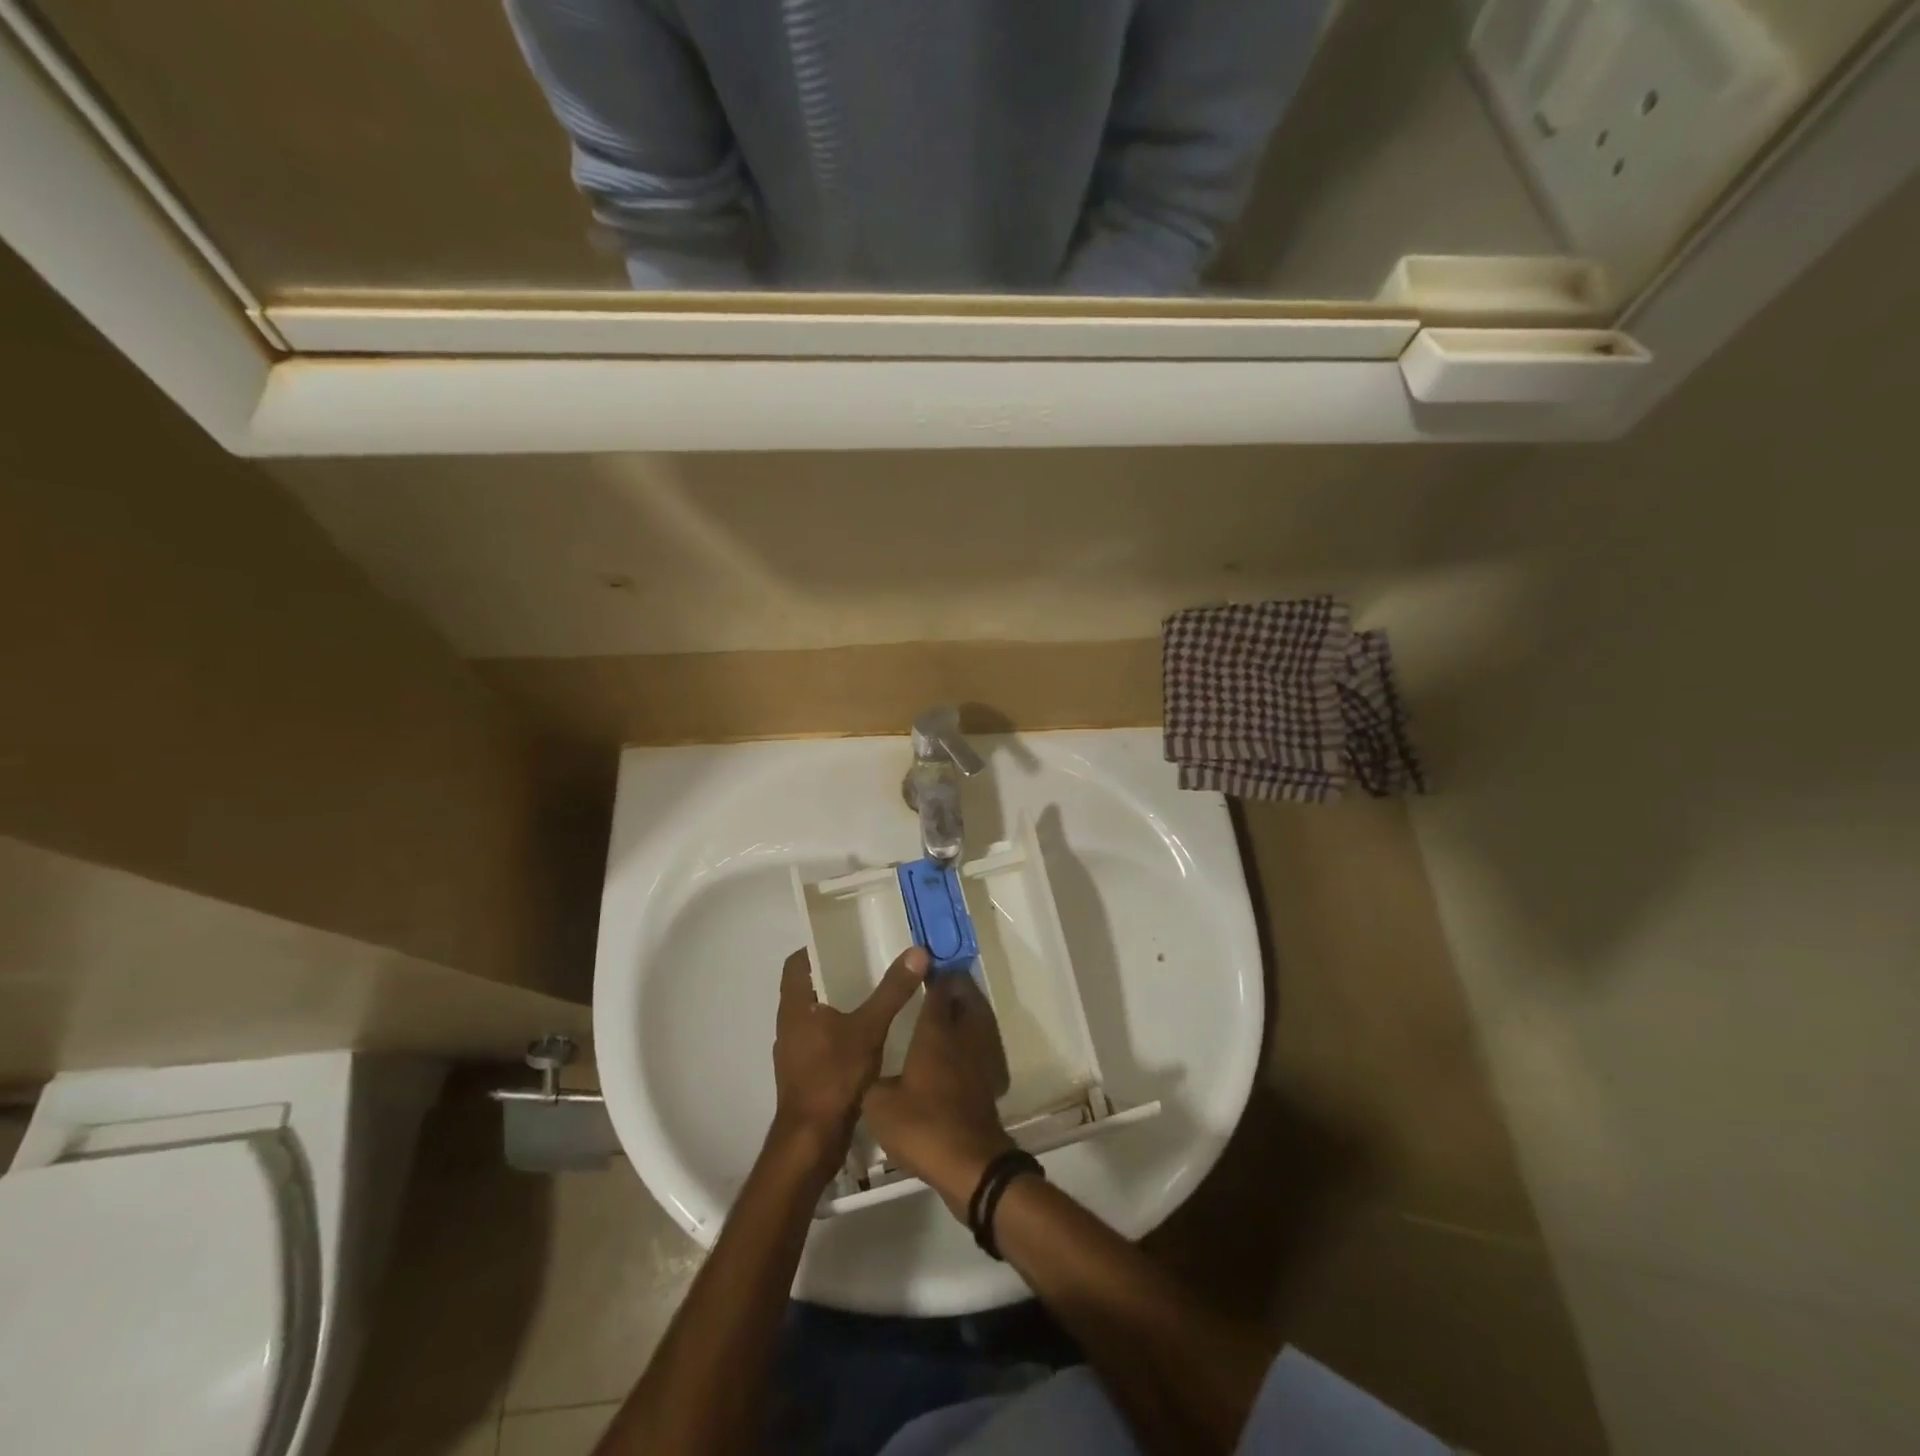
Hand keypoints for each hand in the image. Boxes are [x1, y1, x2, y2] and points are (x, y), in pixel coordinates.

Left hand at [771, 946, 927, 1177]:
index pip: (797, 961)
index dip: (817, 946)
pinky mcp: (805, 1072)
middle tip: (869, 959)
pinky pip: (822, 1037)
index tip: (846, 937)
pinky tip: (868, 1033)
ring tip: (873, 992)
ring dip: (839, 1002)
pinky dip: (841, 1028)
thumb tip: (917, 951)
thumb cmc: (833, 1076)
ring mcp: (795, 1050)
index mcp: (795, 1005)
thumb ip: (892, 990)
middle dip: (835, 972)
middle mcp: (789, 1023)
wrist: (812, 1141)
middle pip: (808, 986)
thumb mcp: (869, 1028)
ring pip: (816, 1013)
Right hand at [862, 973, 1017, 1219]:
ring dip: (970, 1008)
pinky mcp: (991, 1082)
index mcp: (936, 1032)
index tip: (925, 962)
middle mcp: (963, 1037)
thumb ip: (872, 1082)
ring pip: (980, 1021)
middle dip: (957, 985)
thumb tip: (868, 1074)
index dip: (933, 974)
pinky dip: (977, 1038)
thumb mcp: (879, 1105)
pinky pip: (985, 1047)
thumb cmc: (922, 1124)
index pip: (939, 991)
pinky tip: (965, 1049)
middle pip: (966, 999)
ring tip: (955, 1006)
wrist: (969, 1164)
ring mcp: (981, 1059)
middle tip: (942, 978)